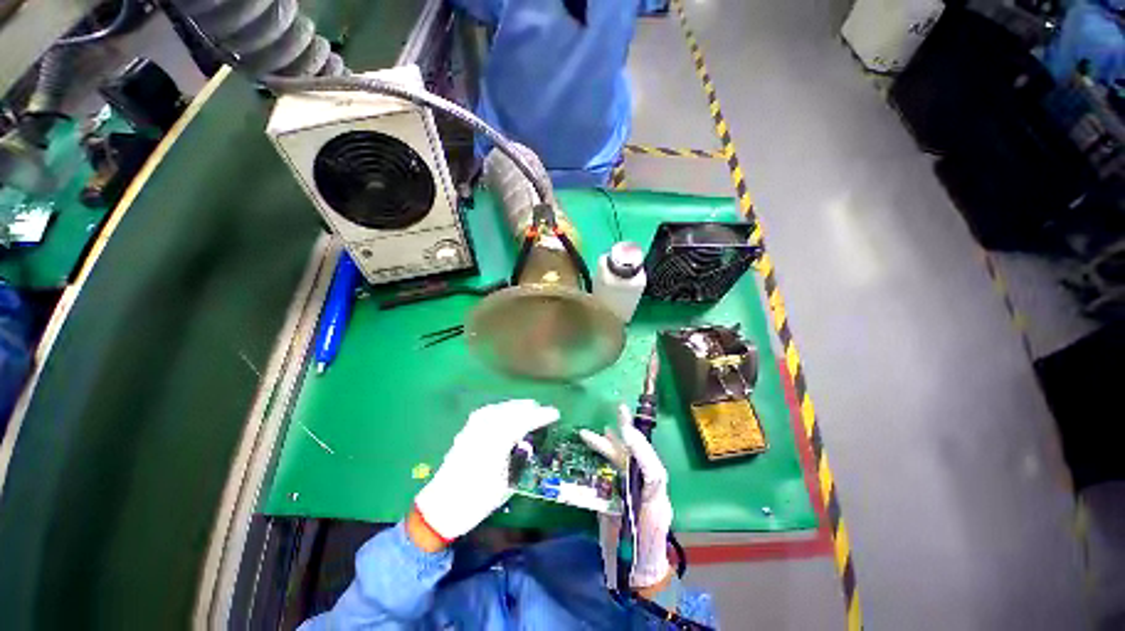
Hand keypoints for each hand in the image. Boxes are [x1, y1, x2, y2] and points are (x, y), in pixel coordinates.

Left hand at [413, 399, 559, 543]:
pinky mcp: (465, 432)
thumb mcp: (505, 485)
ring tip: (526, 407)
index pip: (524, 421)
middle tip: (542, 410)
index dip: (541, 416)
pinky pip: (487, 412)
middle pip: (511, 411)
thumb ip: (518, 461)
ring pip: (499, 409)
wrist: (440, 508)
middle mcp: (484, 431)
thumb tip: (526, 446)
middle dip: (528, 408)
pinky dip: (499, 409)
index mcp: (497, 443)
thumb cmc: (476, 501)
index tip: (555, 413)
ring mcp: (473, 429)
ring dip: (514, 406)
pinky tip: (503, 412)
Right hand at [580, 405, 673, 589]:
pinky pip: (620, 468)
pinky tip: (603, 441)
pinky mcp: (629, 493)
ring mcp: (640, 492)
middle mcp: (650, 492)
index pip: (654, 473)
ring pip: (628, 461)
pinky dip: (610, 454)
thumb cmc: (633, 563)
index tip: (627, 433)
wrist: (640, 578)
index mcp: (656, 505)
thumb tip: (604, 485)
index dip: (641, 451)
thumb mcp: (623, 542)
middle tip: (620, 412)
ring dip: (614, 443)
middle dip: (630, 435)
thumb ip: (613, 512)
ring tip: (602, 427)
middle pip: (640, 459)